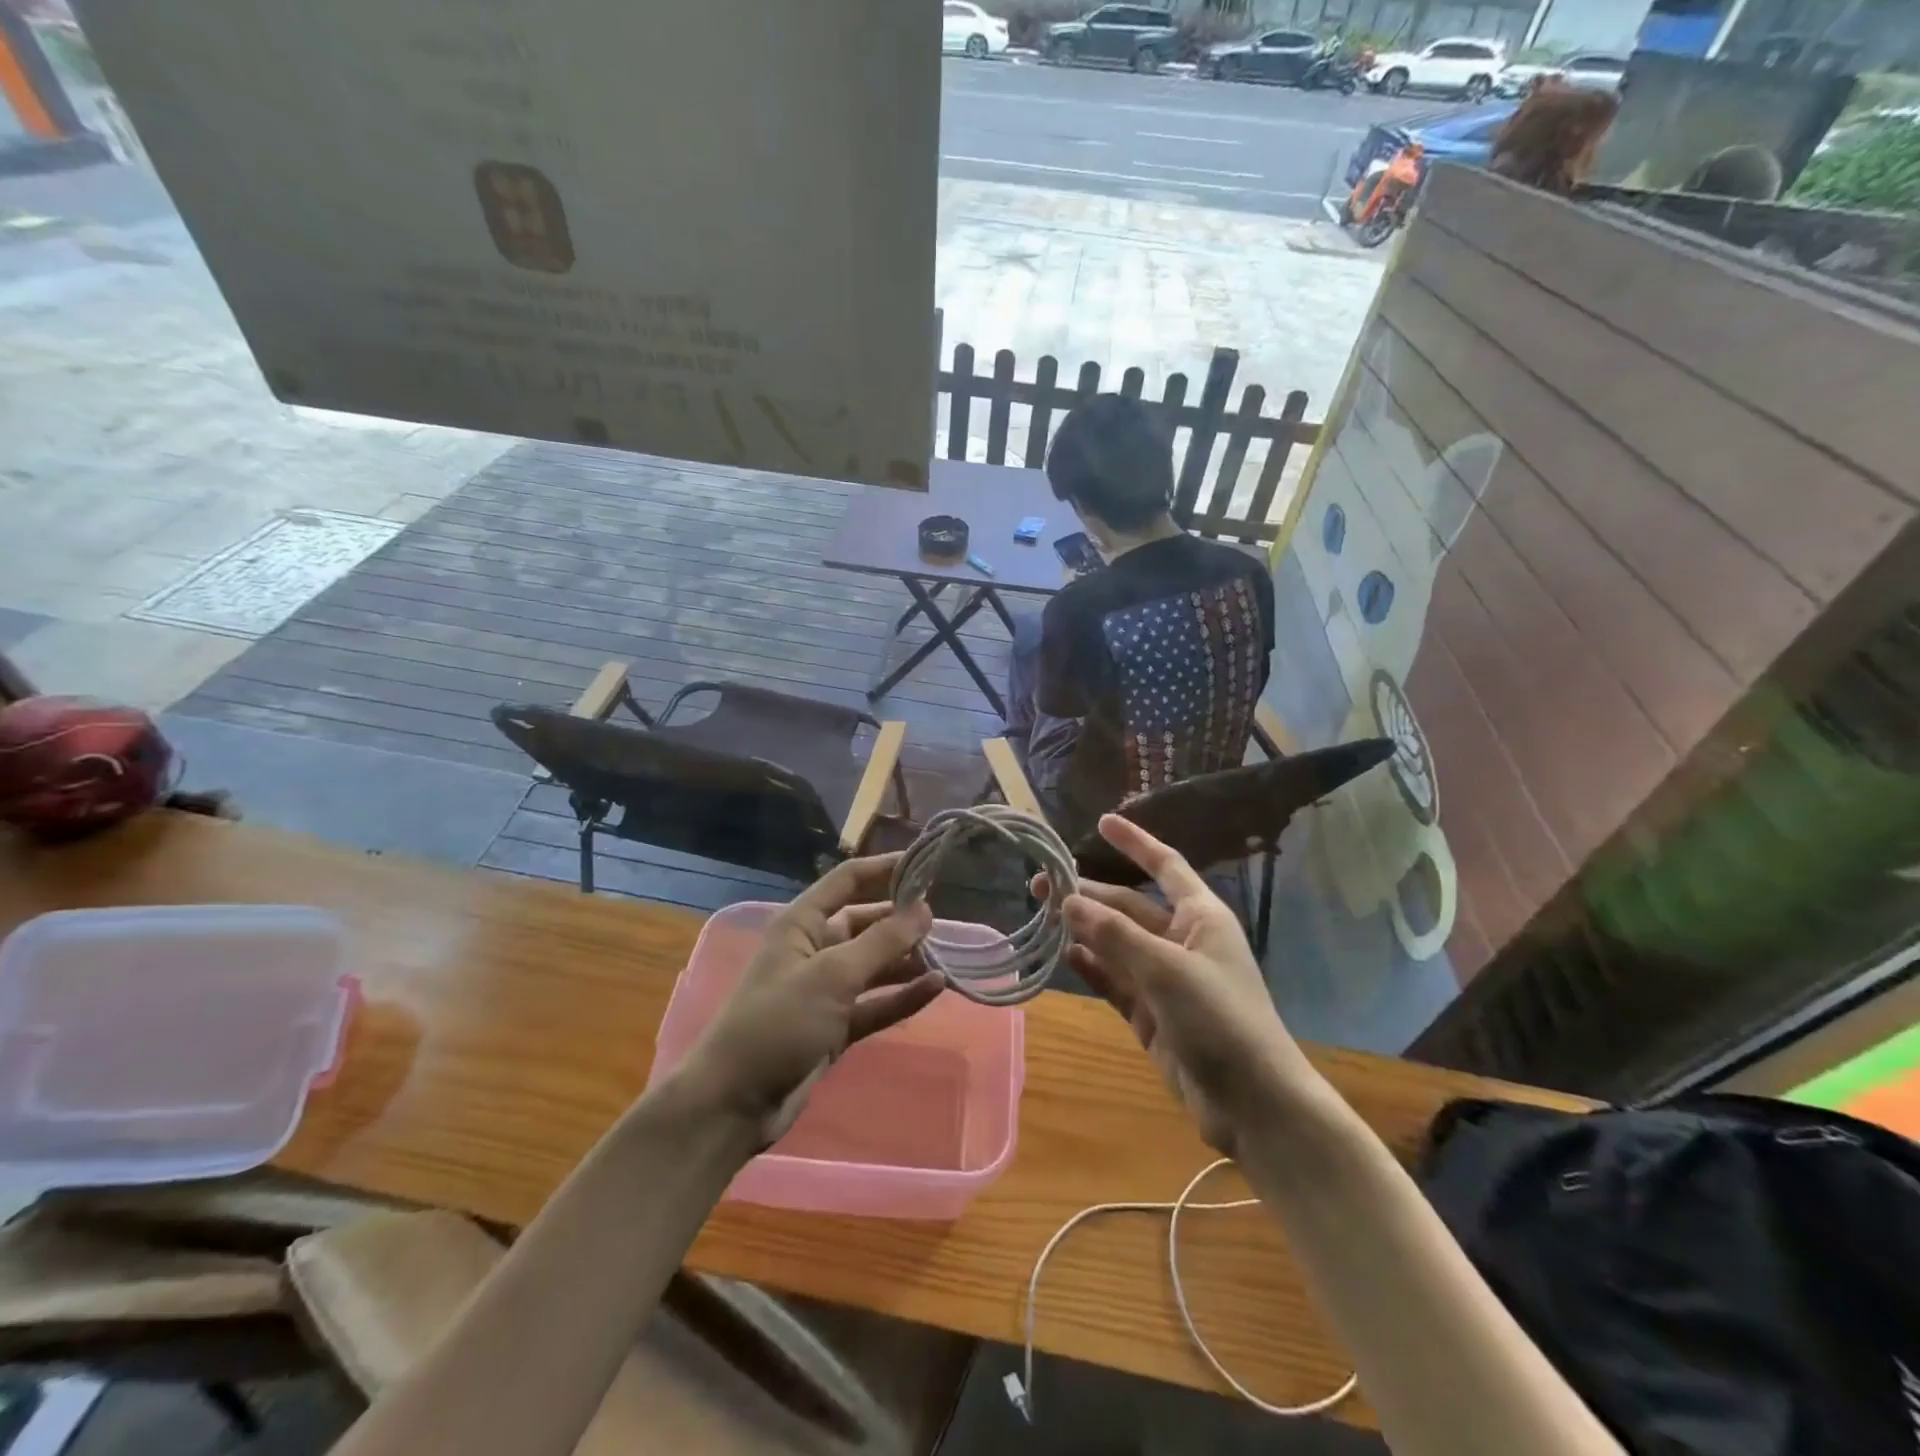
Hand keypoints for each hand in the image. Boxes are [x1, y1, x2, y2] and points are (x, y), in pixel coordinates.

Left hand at [679, 855, 942, 1144]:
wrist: (735, 1103)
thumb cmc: (778, 1022)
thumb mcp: (833, 975)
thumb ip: (882, 941)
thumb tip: (925, 909)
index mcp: (802, 924)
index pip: (847, 881)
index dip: (884, 869)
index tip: (925, 864)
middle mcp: (815, 949)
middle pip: (865, 922)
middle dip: (901, 919)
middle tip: (943, 919)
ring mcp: (826, 990)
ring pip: (874, 964)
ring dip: (906, 960)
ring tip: (947, 954)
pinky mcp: (835, 1026)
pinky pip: (876, 1002)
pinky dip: (902, 996)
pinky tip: (935, 987)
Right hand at [1042, 815, 1305, 1155]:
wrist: (1252, 1103)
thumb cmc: (1219, 1020)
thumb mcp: (1166, 969)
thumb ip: (1114, 934)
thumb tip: (1068, 899)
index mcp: (1200, 917)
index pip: (1164, 866)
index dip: (1135, 843)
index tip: (1101, 822)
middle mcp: (1181, 940)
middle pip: (1128, 905)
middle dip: (1088, 893)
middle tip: (1040, 885)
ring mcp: (1164, 977)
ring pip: (1116, 942)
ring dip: (1083, 929)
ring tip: (1041, 915)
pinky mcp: (1150, 1012)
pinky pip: (1114, 979)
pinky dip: (1091, 967)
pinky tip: (1063, 955)